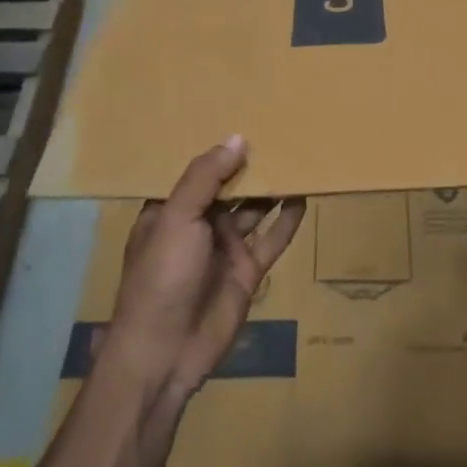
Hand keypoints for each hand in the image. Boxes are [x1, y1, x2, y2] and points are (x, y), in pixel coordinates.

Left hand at [106, 136, 306, 400]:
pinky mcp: (248, 271)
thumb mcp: (176, 219)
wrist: (166, 351)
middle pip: (229, 188)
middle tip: (281, 130)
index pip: (196, 172)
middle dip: (250, 165)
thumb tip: (237, 139)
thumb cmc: (161, 276)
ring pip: (254, 210)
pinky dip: (288, 220)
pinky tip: (304, 196)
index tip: (242, 116)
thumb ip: (205, 178)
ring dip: (272, 188)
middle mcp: (198, 225)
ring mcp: (225, 248)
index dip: (216, 149)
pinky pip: (272, 239)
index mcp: (171, 210)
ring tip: (299, 156)